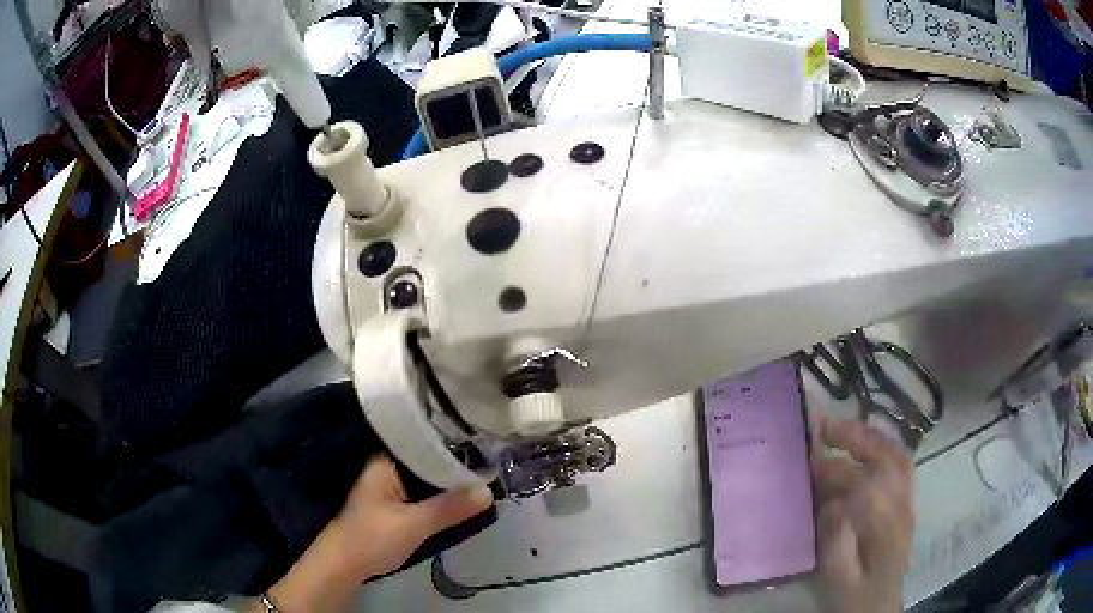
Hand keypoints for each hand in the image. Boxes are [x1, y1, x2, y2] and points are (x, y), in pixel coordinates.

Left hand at [260, 456, 492, 611]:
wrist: (343, 565)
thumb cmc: (373, 539)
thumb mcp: (414, 525)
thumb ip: (449, 508)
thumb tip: (488, 491)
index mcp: (386, 462)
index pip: (425, 443)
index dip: (454, 444)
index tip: (486, 445)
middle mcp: (386, 467)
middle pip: (427, 460)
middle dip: (455, 465)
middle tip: (492, 463)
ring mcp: (389, 485)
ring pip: (426, 477)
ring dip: (448, 482)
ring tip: (484, 477)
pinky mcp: (393, 503)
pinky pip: (422, 491)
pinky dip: (440, 494)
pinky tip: (460, 497)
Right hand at [811, 416, 914, 612]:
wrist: (879, 606)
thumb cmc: (854, 596)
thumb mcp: (838, 580)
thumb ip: (836, 543)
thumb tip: (833, 503)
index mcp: (884, 530)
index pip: (863, 485)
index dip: (836, 469)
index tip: (809, 460)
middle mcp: (902, 507)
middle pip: (888, 459)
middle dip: (857, 437)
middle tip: (825, 426)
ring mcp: (908, 502)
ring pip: (898, 456)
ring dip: (871, 437)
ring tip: (844, 428)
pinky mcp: (907, 502)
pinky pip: (901, 463)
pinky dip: (884, 446)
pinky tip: (867, 444)